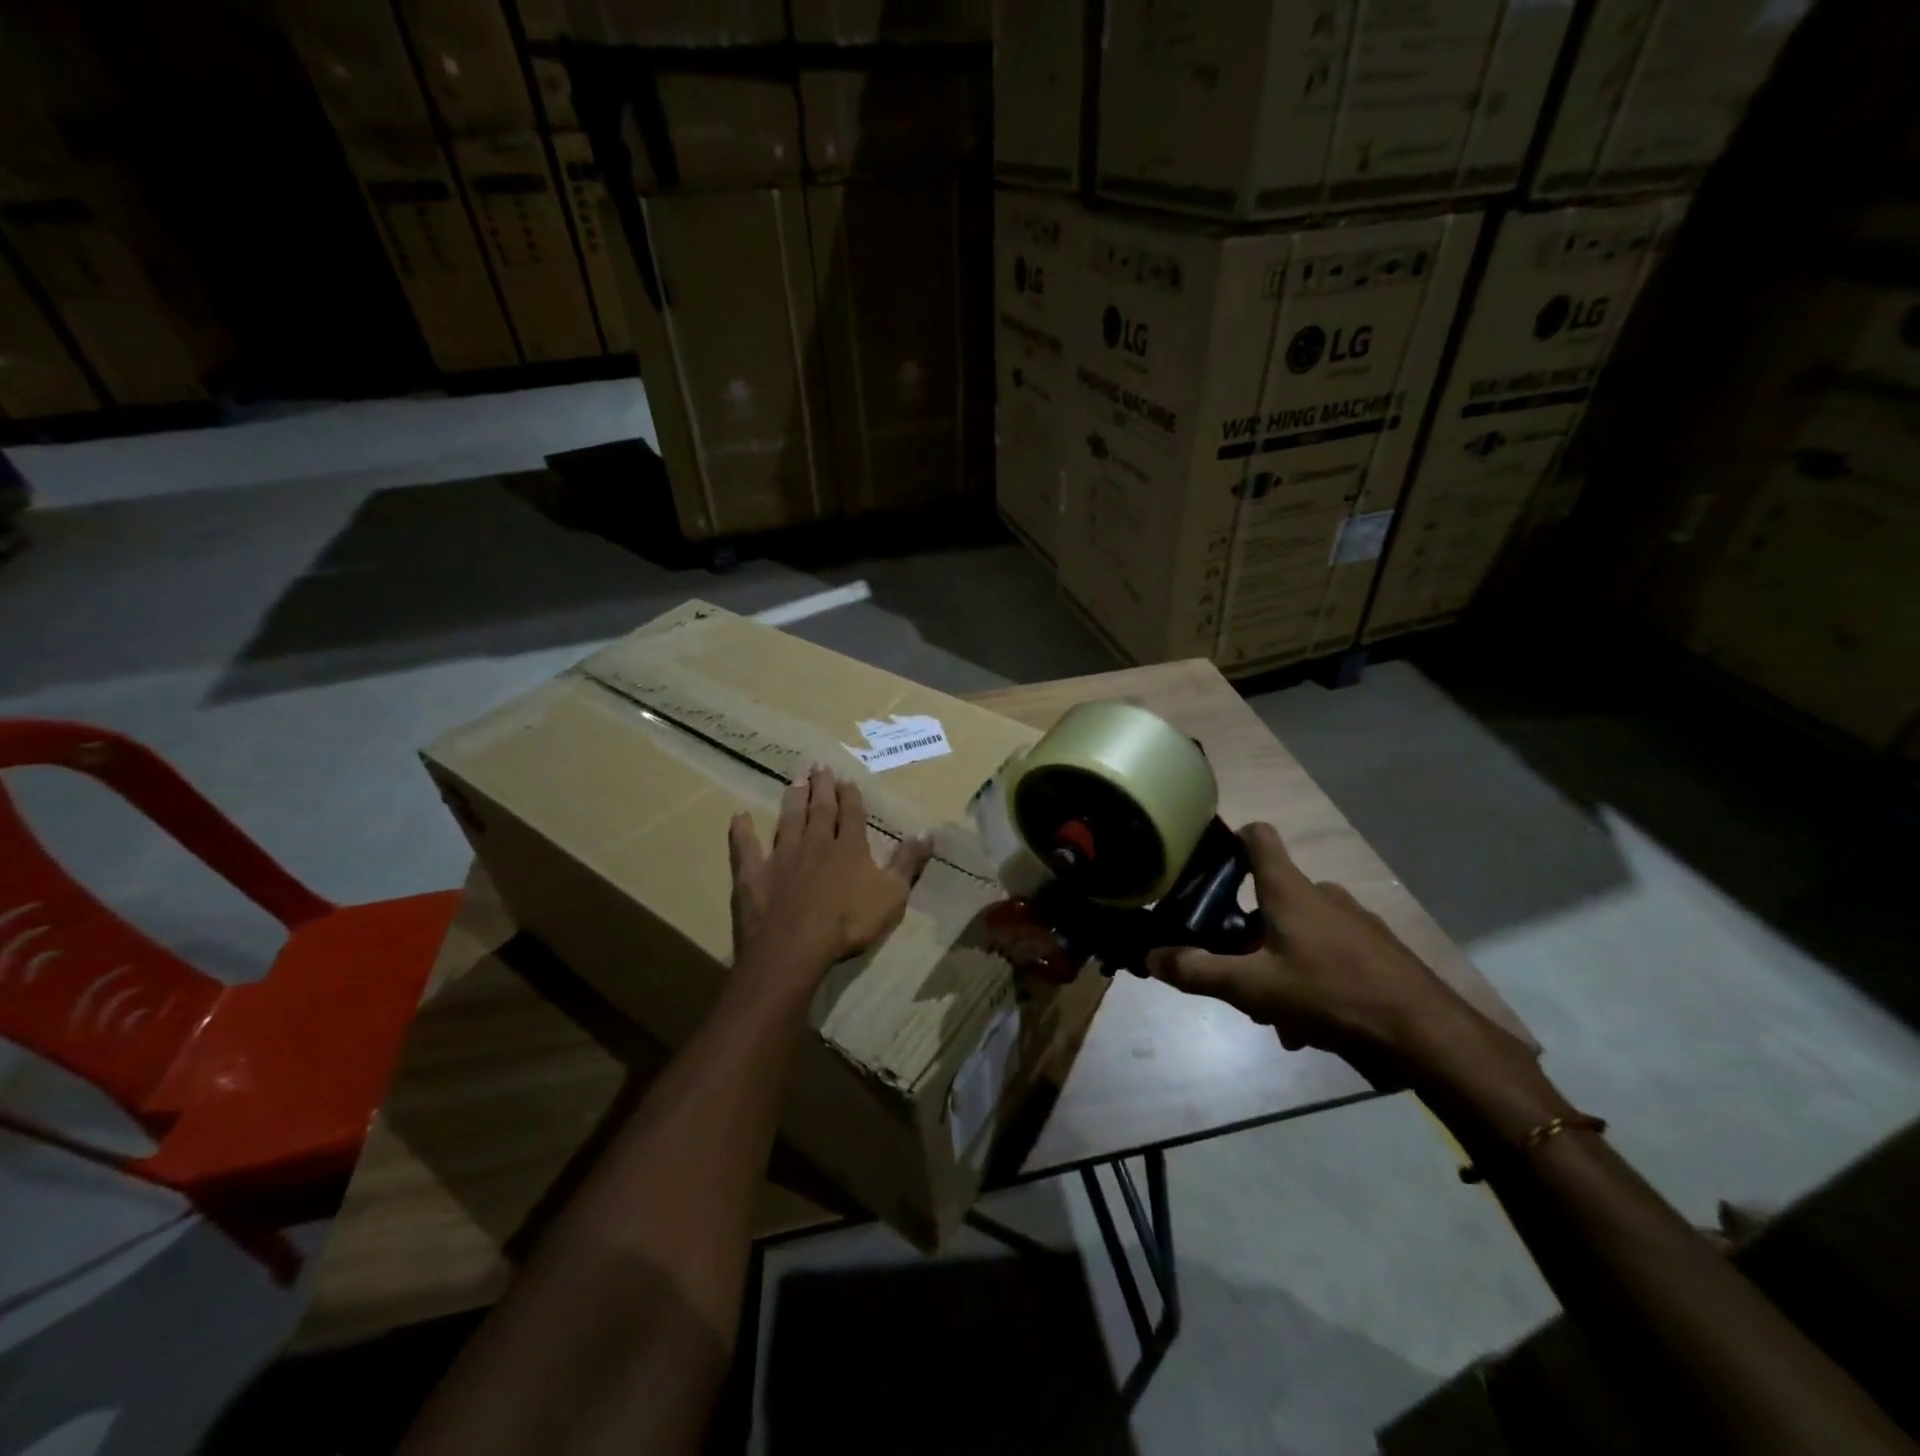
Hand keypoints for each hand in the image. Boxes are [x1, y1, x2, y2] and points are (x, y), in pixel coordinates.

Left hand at [728, 765, 932, 991]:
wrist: (794, 948)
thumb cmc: (849, 924)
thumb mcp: (892, 895)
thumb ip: (908, 862)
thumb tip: (928, 831)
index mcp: (849, 848)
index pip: (852, 814)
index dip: (850, 796)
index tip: (847, 778)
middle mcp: (816, 844)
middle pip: (820, 810)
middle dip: (821, 788)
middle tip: (819, 766)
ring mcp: (782, 857)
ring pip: (788, 821)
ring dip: (792, 801)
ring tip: (794, 781)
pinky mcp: (753, 874)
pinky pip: (745, 848)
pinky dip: (742, 832)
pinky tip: (739, 816)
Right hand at [1145, 823, 1526, 1088]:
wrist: (1426, 1032)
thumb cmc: (1330, 993)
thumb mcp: (1253, 989)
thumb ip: (1198, 972)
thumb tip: (1149, 957)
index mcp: (1289, 890)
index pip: (1257, 836)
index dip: (1230, 839)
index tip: (1208, 861)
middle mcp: (1322, 894)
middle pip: (1270, 896)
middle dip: (1247, 934)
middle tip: (1237, 974)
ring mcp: (1354, 920)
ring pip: (1298, 931)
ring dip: (1278, 964)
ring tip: (1278, 1016)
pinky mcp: (1377, 948)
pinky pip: (1329, 953)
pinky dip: (1311, 978)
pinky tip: (1312, 1026)